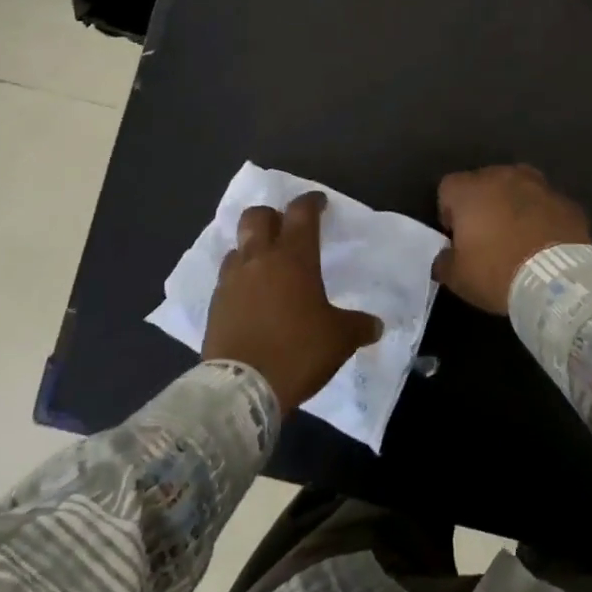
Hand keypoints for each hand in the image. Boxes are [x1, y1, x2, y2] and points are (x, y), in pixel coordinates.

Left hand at [201, 192, 383, 412]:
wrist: (241, 389)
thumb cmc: (297, 352)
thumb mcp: (339, 340)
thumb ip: (359, 326)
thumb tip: (377, 325)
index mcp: (294, 258)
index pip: (301, 213)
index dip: (311, 202)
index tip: (319, 203)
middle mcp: (260, 259)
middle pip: (257, 216)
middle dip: (272, 215)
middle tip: (285, 229)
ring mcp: (232, 280)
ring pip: (238, 245)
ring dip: (251, 247)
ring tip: (265, 265)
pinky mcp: (214, 304)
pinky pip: (227, 277)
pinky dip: (239, 278)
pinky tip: (249, 296)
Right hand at [434, 165, 590, 313]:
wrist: (557, 281)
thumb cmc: (497, 272)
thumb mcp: (457, 277)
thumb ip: (444, 261)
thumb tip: (445, 257)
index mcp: (470, 189)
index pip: (448, 189)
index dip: (449, 213)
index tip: (457, 238)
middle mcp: (503, 176)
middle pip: (484, 183)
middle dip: (483, 205)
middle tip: (488, 238)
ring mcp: (539, 185)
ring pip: (518, 189)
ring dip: (514, 206)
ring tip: (519, 238)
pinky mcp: (567, 201)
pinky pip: (546, 205)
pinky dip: (543, 218)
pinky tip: (545, 243)